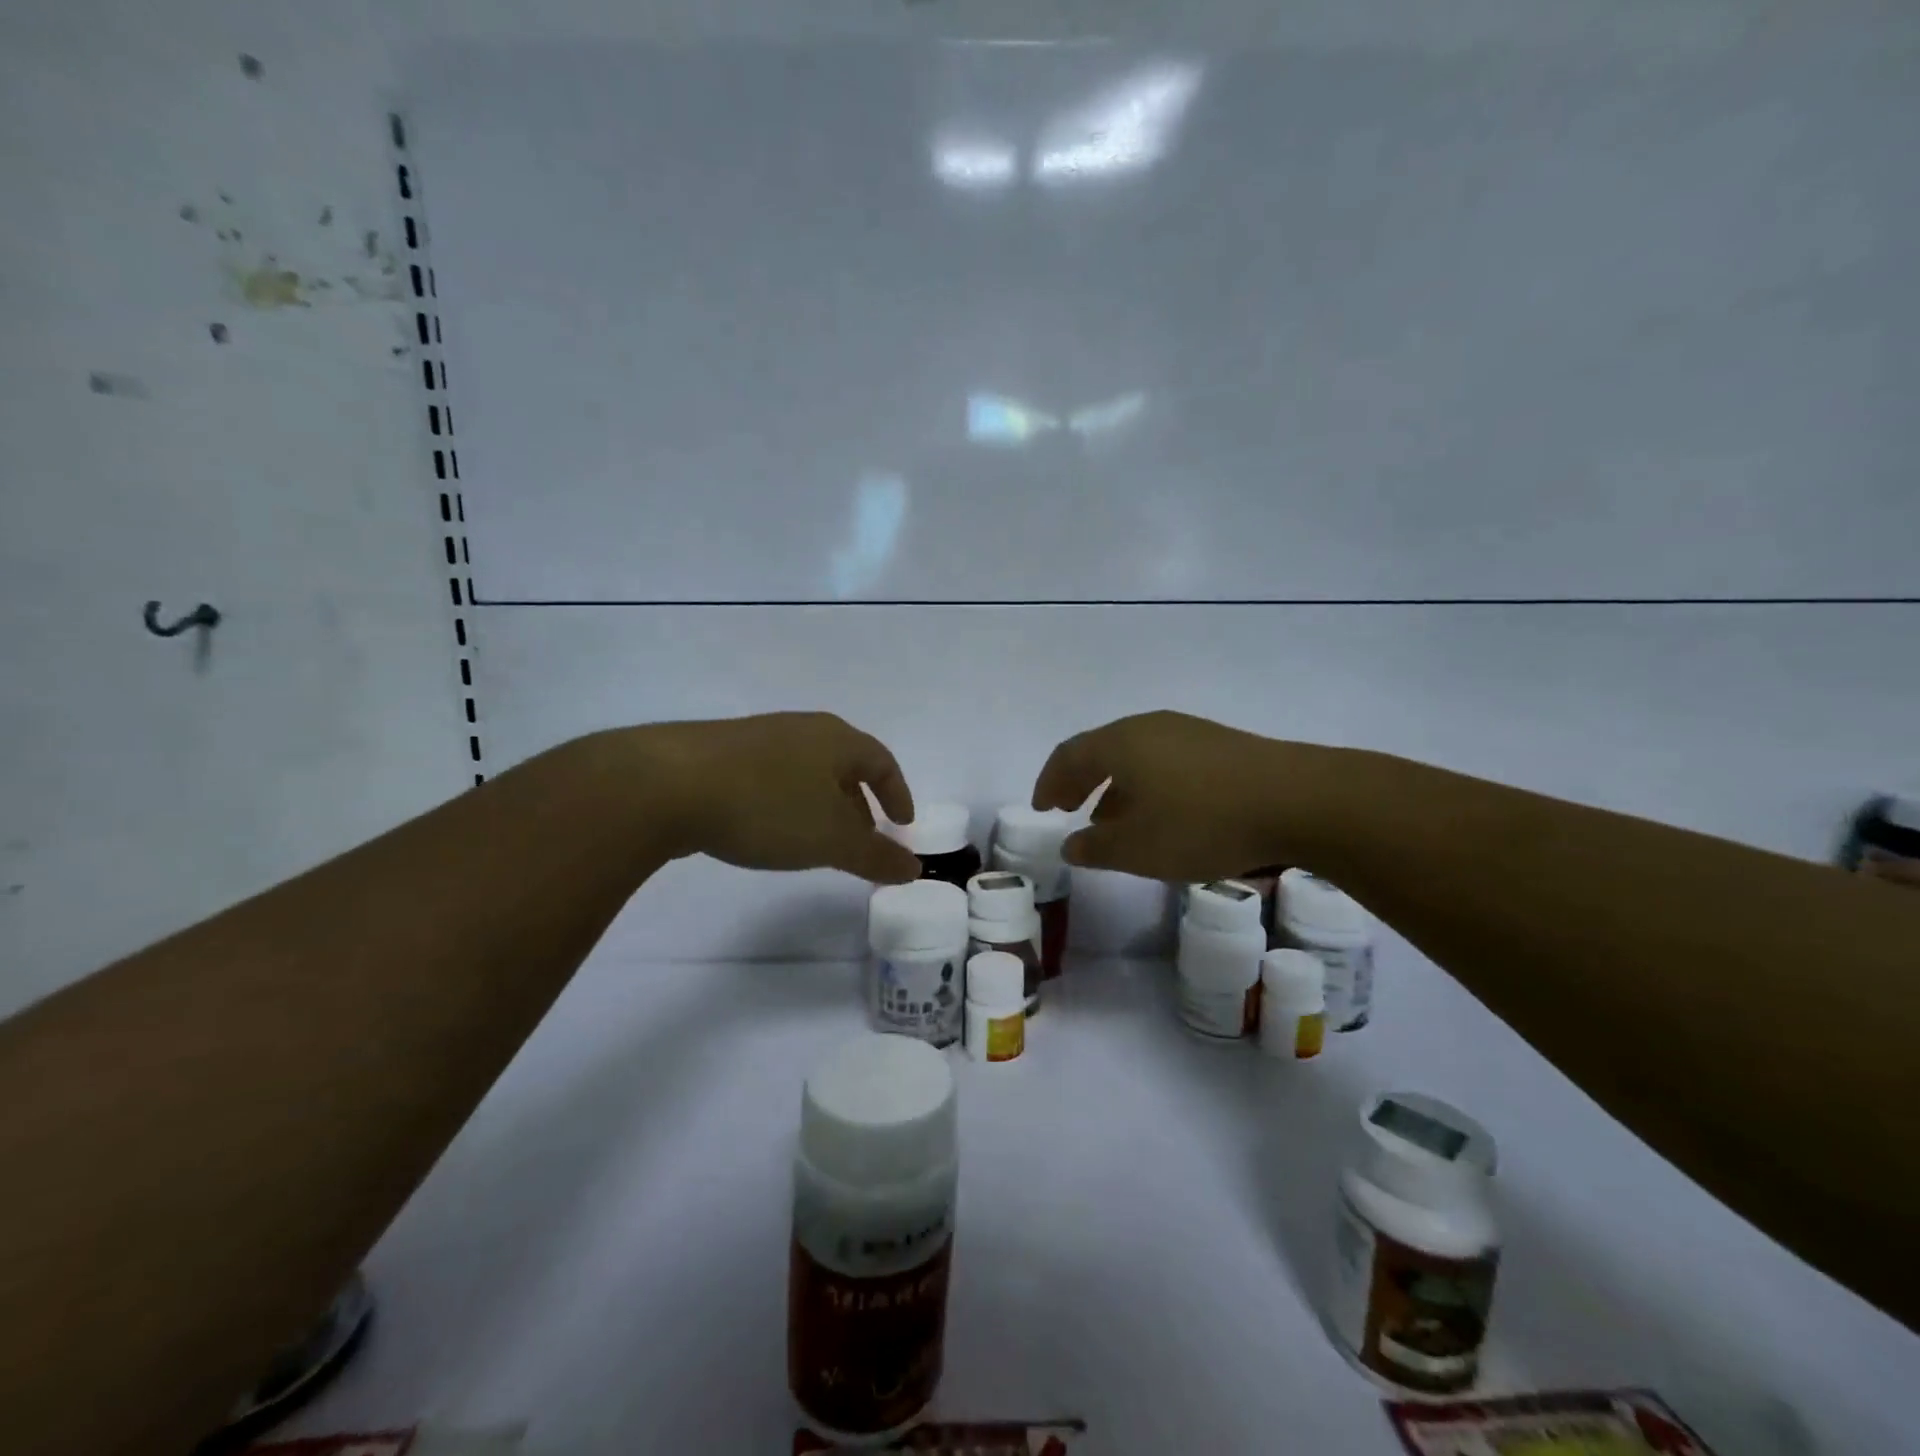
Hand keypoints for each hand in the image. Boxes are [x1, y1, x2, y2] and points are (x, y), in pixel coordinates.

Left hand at [624, 713, 920, 882]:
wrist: (667, 784)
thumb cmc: (767, 806)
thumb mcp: (831, 839)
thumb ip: (876, 855)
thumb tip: (915, 867)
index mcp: (836, 739)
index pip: (883, 761)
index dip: (898, 794)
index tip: (903, 825)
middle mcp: (802, 729)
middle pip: (845, 765)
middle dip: (860, 804)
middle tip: (863, 840)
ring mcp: (758, 738)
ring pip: (807, 772)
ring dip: (823, 806)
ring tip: (818, 841)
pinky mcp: (721, 755)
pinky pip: (773, 778)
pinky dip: (788, 804)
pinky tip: (769, 830)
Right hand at [1031, 710, 1340, 882]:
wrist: (1298, 800)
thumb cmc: (1202, 823)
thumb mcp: (1138, 848)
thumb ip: (1095, 848)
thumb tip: (1070, 845)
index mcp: (1120, 743)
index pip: (1069, 755)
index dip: (1049, 781)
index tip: (1042, 808)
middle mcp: (1149, 727)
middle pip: (1101, 749)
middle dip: (1080, 781)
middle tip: (1068, 808)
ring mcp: (1188, 731)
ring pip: (1136, 756)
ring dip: (1115, 786)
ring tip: (1111, 819)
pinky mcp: (1220, 745)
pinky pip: (1165, 761)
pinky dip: (1147, 785)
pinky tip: (1162, 814)